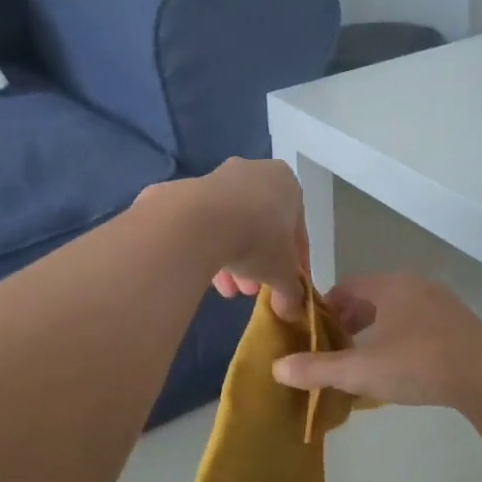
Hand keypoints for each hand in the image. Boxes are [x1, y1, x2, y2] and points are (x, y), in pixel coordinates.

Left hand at [191, 159, 308, 320]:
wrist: (197, 222)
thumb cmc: (257, 239)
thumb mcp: (283, 272)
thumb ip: (292, 290)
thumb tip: (293, 310)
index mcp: (285, 182)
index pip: (296, 228)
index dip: (294, 262)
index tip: (287, 286)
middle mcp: (252, 172)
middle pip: (261, 225)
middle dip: (258, 262)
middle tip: (252, 290)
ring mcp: (215, 179)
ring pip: (231, 225)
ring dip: (233, 260)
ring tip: (228, 291)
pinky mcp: (184, 192)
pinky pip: (204, 225)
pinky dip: (208, 248)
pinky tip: (205, 276)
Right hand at [270, 272, 481, 408]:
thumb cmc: (418, 364)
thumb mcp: (361, 370)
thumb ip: (318, 369)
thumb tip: (276, 368)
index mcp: (390, 285)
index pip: (345, 288)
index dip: (324, 311)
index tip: (312, 337)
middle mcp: (415, 285)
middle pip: (370, 299)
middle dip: (348, 325)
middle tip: (334, 354)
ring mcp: (441, 303)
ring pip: (395, 313)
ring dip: (375, 334)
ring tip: (363, 365)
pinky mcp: (459, 324)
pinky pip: (417, 325)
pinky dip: (400, 341)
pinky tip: (399, 370)